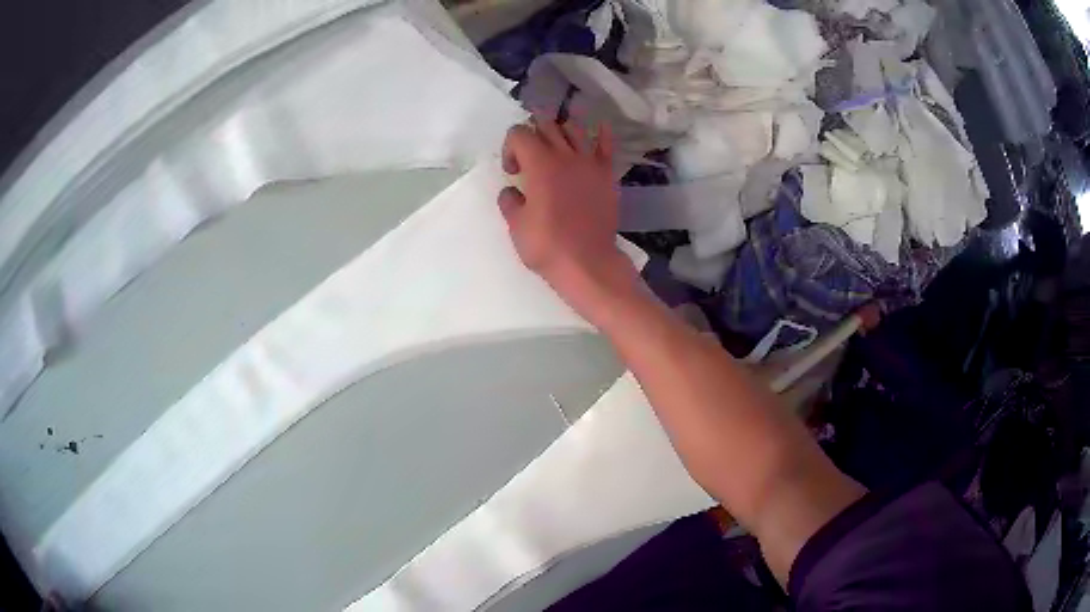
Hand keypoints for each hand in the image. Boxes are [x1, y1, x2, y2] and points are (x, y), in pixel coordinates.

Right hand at [498, 117, 637, 325]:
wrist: (587, 263)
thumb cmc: (547, 246)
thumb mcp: (516, 226)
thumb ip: (510, 201)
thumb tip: (512, 191)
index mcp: (539, 164)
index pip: (519, 133)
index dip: (510, 147)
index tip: (512, 171)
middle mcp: (565, 155)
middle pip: (546, 125)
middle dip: (532, 136)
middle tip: (530, 159)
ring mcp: (589, 162)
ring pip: (574, 129)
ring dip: (560, 132)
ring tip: (556, 149)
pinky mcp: (607, 174)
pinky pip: (606, 145)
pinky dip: (600, 134)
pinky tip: (597, 130)